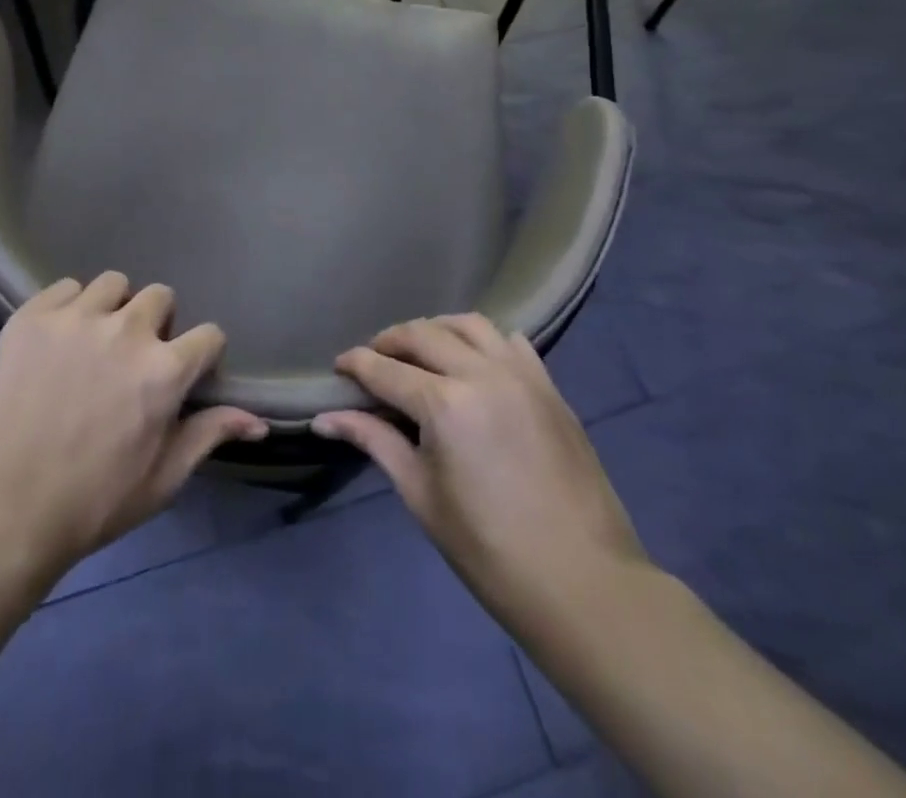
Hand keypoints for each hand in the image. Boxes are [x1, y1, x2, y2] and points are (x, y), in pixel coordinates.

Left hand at [0, 273, 268, 579]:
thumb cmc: (91, 503)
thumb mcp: (161, 479)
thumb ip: (210, 435)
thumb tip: (259, 423)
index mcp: (164, 369)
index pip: (209, 334)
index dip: (202, 355)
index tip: (187, 375)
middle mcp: (126, 330)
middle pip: (161, 296)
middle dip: (157, 325)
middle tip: (134, 361)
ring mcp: (76, 317)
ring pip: (114, 284)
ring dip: (114, 309)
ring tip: (95, 343)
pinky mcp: (32, 316)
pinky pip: (64, 288)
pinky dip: (69, 307)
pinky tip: (57, 341)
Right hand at [314, 314, 647, 621]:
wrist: (581, 581)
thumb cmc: (488, 550)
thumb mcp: (421, 495)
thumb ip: (374, 442)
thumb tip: (324, 419)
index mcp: (444, 404)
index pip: (385, 369)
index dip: (355, 363)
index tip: (339, 366)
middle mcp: (481, 373)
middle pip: (423, 335)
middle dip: (390, 341)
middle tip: (374, 360)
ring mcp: (520, 374)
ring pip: (468, 324)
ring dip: (436, 330)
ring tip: (421, 352)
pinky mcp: (549, 385)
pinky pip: (511, 341)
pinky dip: (484, 341)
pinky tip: (474, 362)